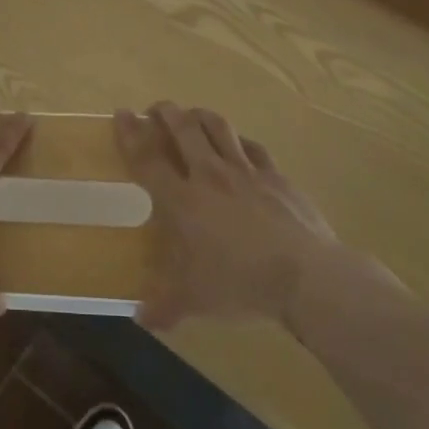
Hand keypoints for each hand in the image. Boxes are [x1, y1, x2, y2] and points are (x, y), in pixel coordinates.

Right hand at [114, 102, 336, 330]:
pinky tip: (237, 143)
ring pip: (217, 127)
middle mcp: (209, 175)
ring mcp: (245, 171)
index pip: (147, 158)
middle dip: (165, 112)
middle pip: (182, 129)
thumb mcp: (195, 301)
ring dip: (199, 115)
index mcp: (182, 200)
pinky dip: (238, 139)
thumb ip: (165, 307)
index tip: (122, 113)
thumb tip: (141, 319)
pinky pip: (252, 146)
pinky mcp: (276, 175)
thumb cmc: (240, 284)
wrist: (307, 276)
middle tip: (156, 110)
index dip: (131, 133)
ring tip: (191, 115)